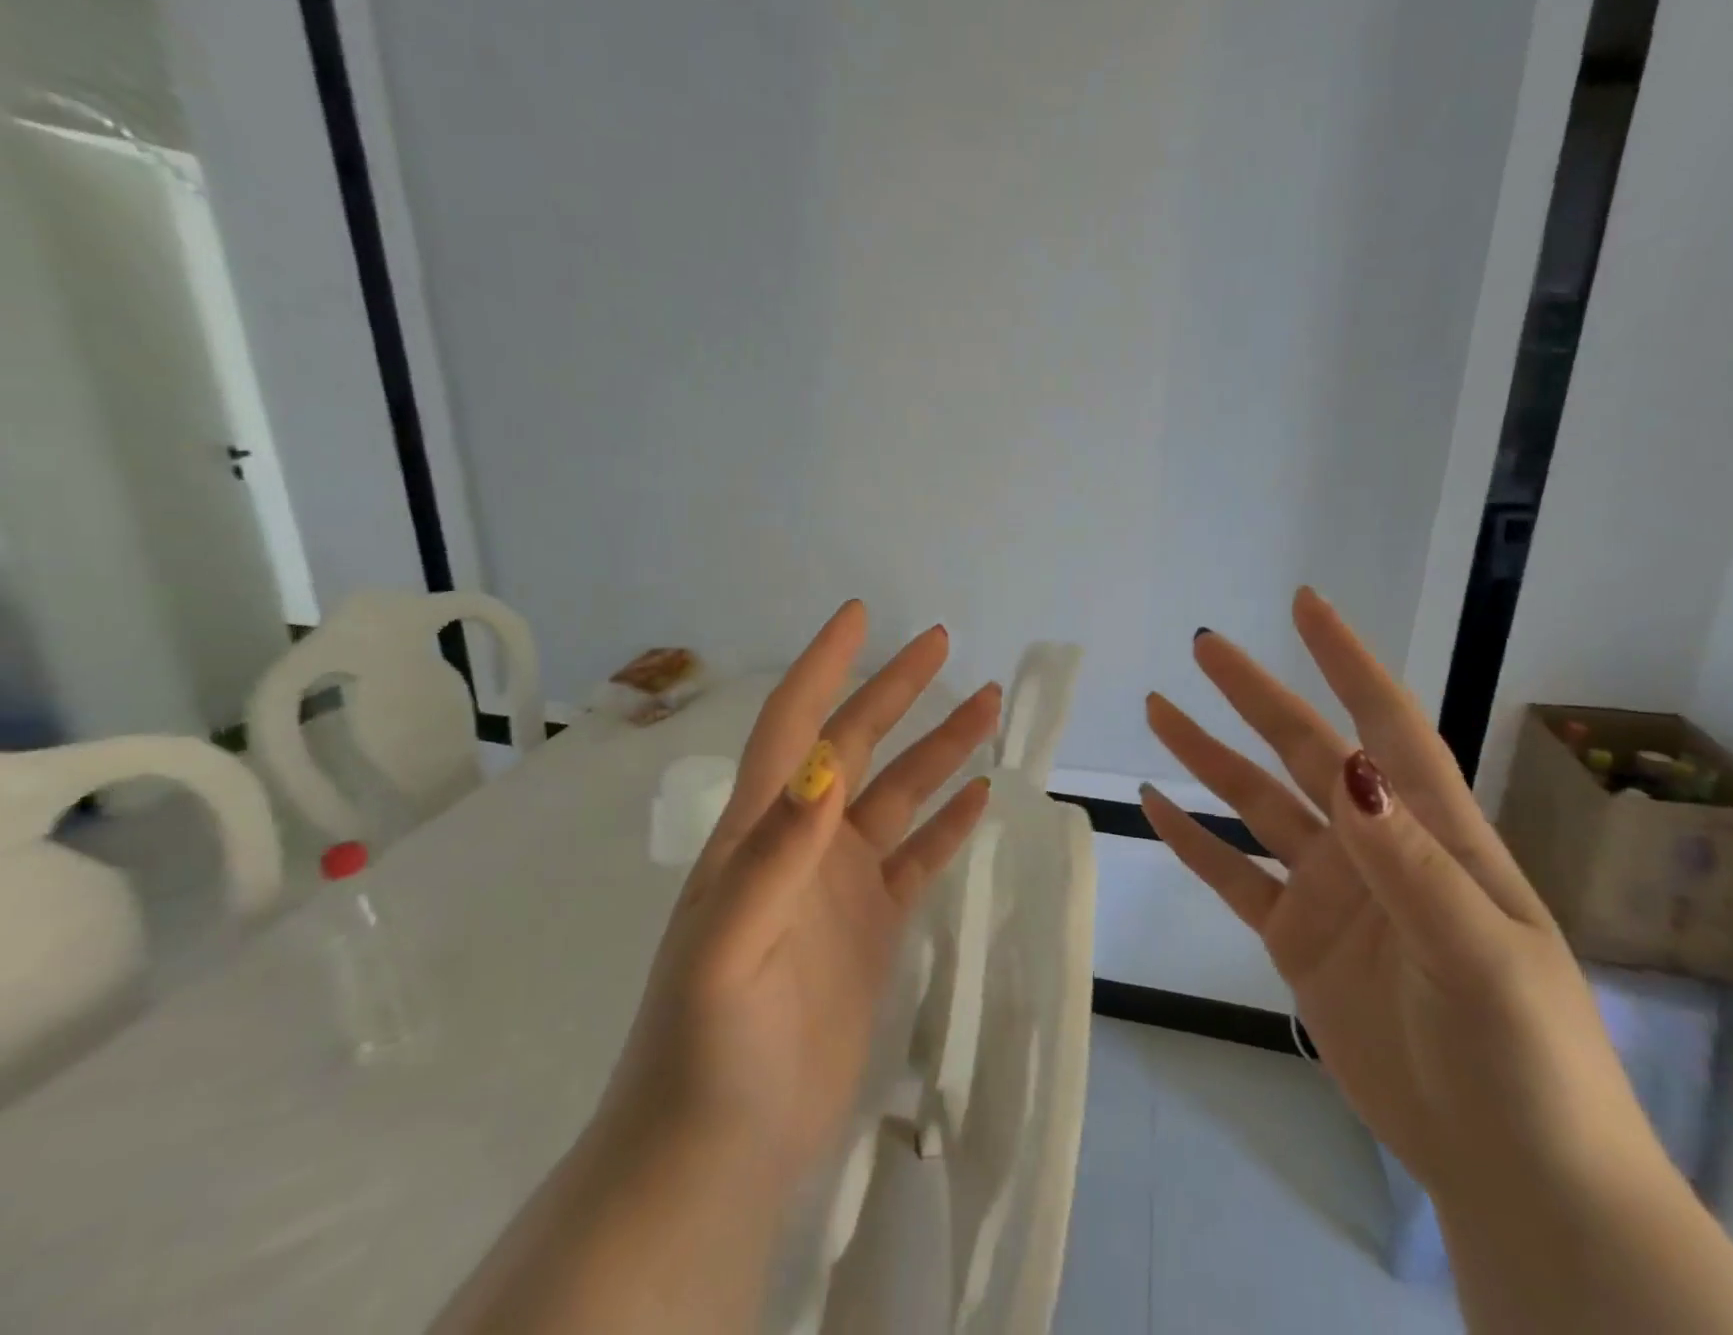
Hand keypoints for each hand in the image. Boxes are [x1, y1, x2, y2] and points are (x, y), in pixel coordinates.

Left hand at [596, 600, 1001, 1189]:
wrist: (721, 1151)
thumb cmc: (709, 1045)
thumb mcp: (730, 945)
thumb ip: (775, 853)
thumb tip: (826, 765)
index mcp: (761, 830)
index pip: (795, 725)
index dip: (824, 666)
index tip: (860, 615)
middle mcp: (802, 841)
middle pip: (856, 745)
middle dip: (896, 690)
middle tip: (943, 645)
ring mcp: (840, 884)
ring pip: (899, 795)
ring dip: (940, 750)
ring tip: (988, 706)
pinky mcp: (871, 926)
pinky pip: (918, 858)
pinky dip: (948, 824)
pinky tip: (980, 797)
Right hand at [1141, 589, 1658, 1201]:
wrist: (1511, 1170)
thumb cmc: (1523, 1056)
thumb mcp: (1477, 954)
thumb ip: (1408, 859)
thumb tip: (1347, 766)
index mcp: (1432, 833)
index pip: (1386, 725)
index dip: (1347, 662)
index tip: (1306, 605)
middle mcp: (1374, 845)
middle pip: (1304, 751)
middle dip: (1254, 695)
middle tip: (1204, 646)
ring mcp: (1329, 890)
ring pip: (1255, 804)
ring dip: (1207, 757)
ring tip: (1157, 711)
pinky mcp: (1295, 938)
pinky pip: (1232, 874)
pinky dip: (1192, 839)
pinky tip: (1155, 806)